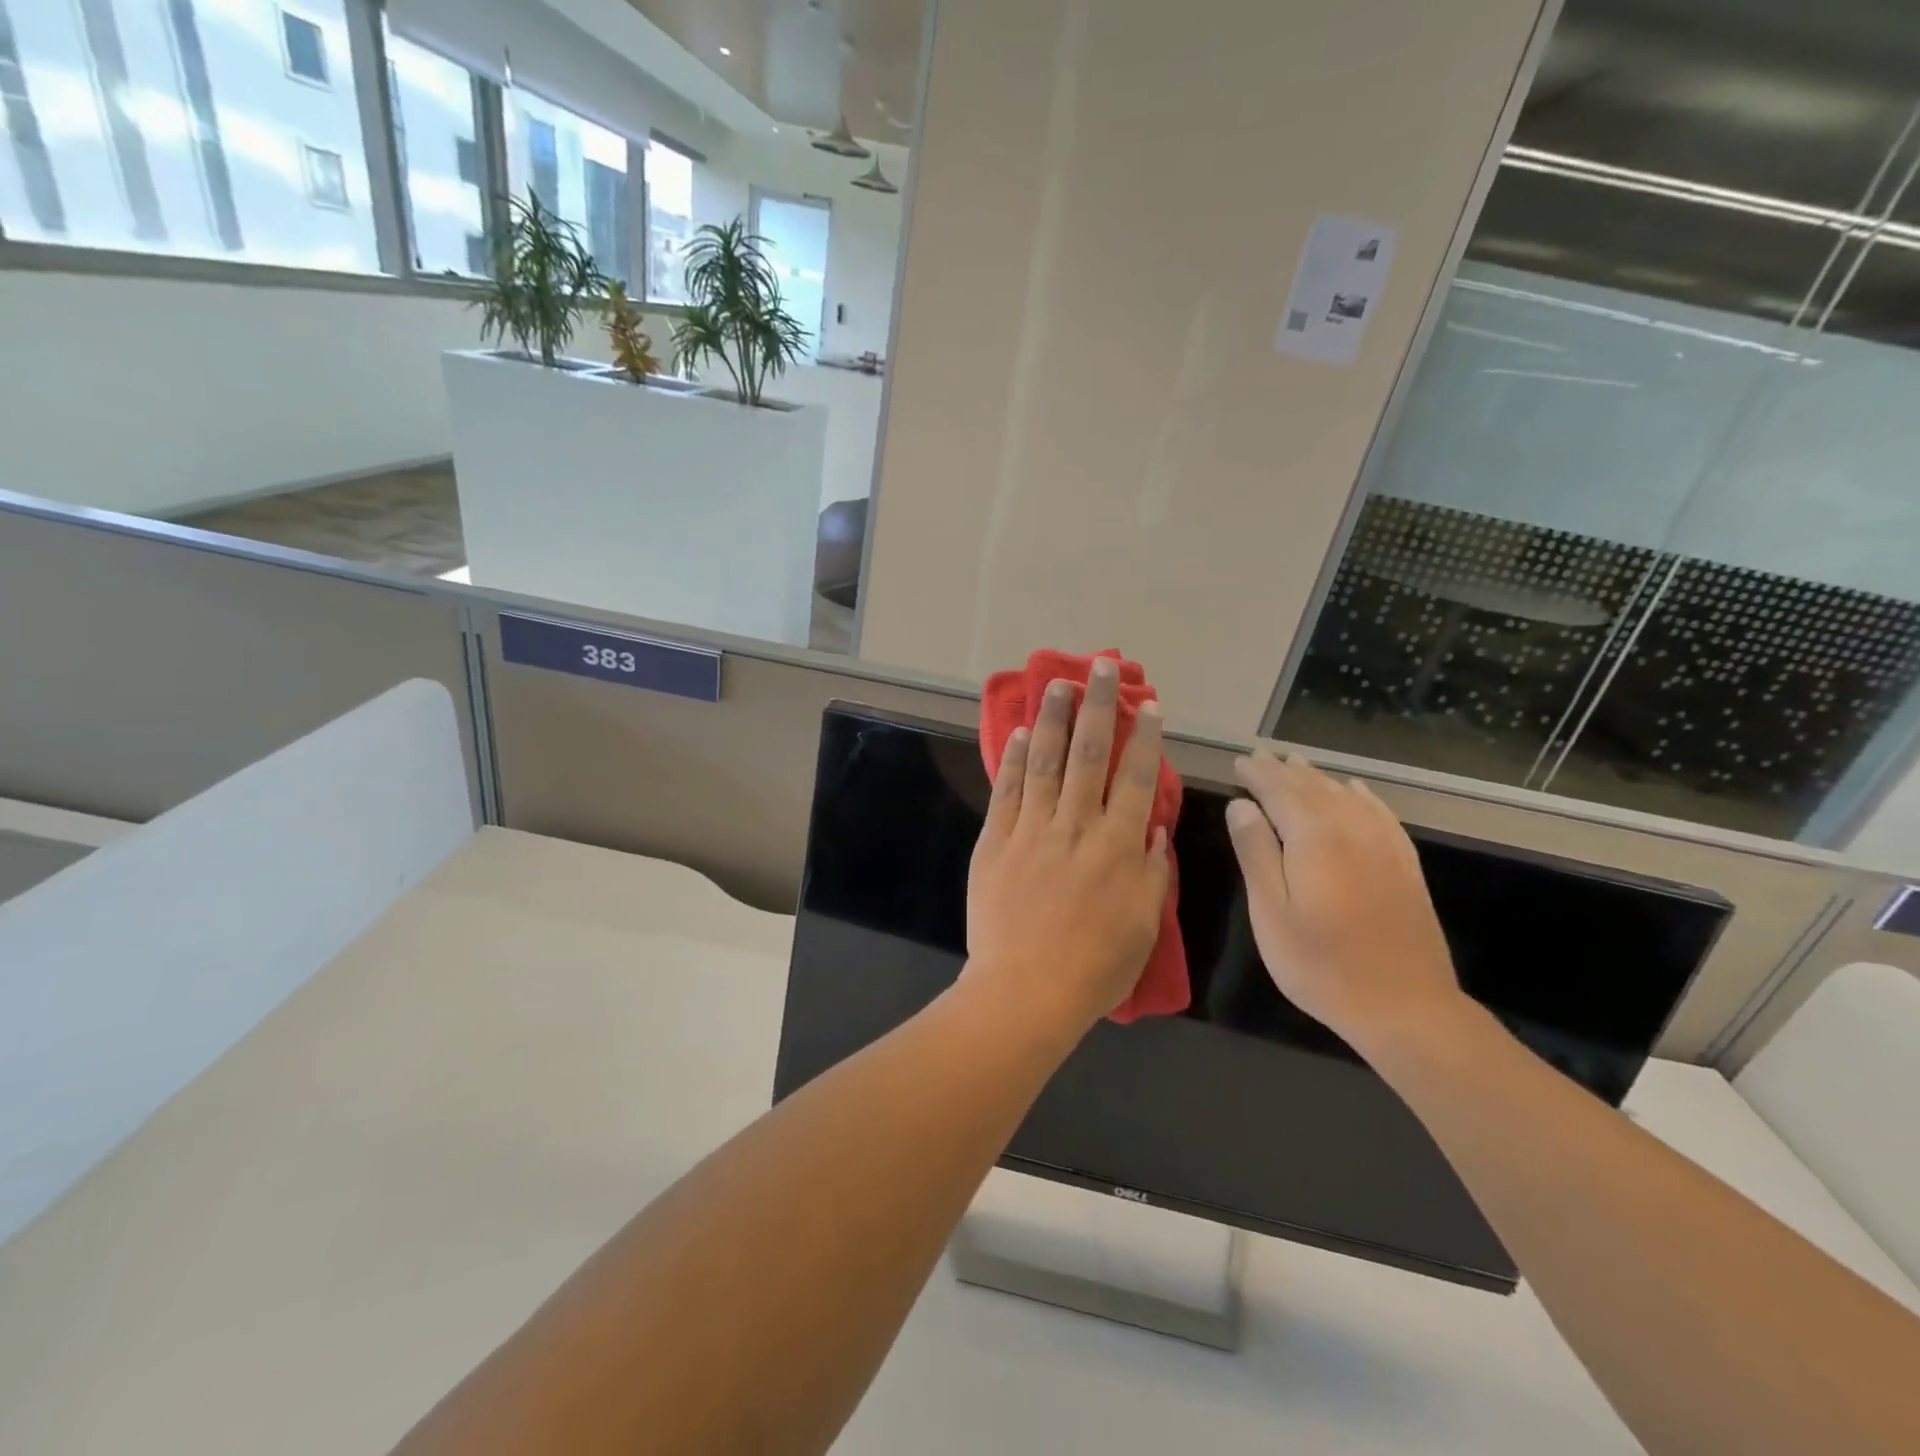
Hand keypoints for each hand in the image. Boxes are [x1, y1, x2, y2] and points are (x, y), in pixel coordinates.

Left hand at [966, 659, 1171, 1032]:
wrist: (1025, 991)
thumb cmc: (1095, 967)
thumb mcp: (1144, 926)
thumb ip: (1153, 872)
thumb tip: (1154, 829)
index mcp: (1118, 847)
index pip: (1136, 778)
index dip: (1145, 738)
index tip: (1148, 705)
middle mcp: (1077, 826)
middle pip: (1091, 754)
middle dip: (1099, 707)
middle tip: (1101, 668)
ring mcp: (1032, 830)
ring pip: (1047, 762)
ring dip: (1055, 719)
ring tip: (1059, 683)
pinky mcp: (996, 841)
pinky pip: (1009, 790)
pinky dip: (1017, 759)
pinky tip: (1023, 733)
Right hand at [1225, 752, 1464, 1054]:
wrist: (1404, 1006)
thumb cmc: (1320, 963)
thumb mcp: (1270, 911)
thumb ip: (1255, 852)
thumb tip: (1241, 805)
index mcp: (1314, 838)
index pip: (1279, 791)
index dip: (1257, 774)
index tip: (1239, 761)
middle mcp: (1351, 830)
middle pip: (1312, 788)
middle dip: (1283, 770)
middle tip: (1261, 756)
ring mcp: (1384, 846)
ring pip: (1345, 796)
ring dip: (1317, 777)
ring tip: (1297, 763)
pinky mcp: (1404, 865)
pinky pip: (1380, 814)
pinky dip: (1361, 796)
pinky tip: (1354, 791)